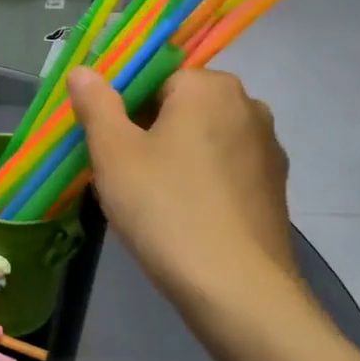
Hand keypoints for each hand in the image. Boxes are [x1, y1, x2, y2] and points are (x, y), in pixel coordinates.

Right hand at [68, 66, 304, 329]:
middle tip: (118, 169)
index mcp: (209, 87)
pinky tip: (181, 213)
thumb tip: (84, 70)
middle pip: (181, 104)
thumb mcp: (114, 154)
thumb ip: (96, 104)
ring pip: (203, 137)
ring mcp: (268, 149)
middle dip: (147, 128)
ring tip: (147, 195)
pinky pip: (224, 168)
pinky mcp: (275, 188)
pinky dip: (200, 179)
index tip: (104, 139)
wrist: (237, 290)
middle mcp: (248, 106)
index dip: (121, 104)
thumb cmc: (166, 209)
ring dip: (174, 154)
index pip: (154, 75)